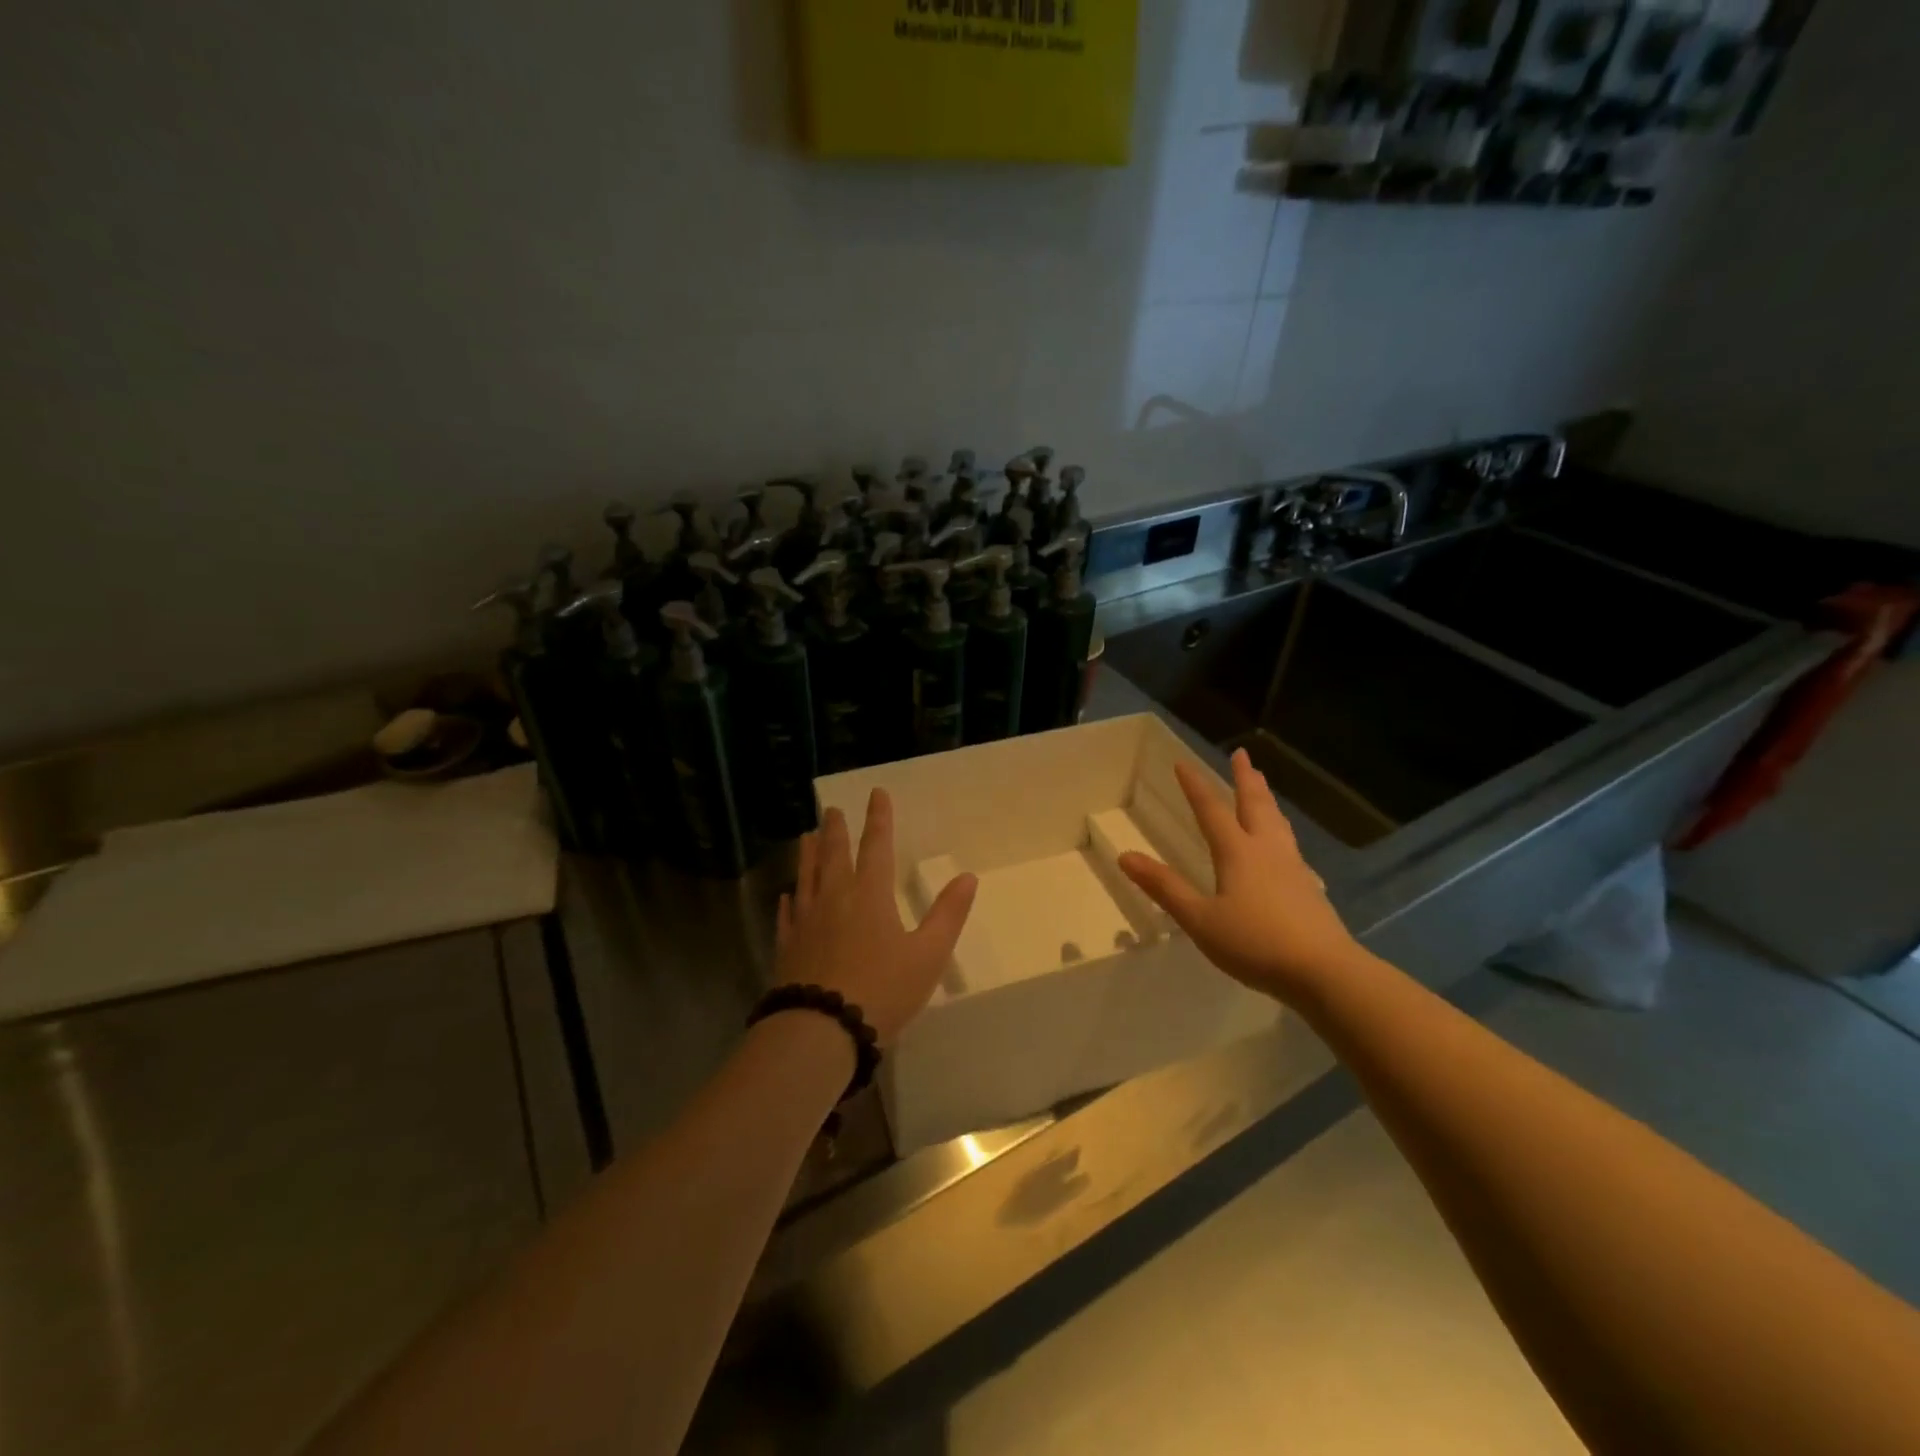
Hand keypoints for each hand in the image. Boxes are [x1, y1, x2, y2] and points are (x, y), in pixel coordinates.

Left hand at [775, 790, 977, 1045]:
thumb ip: (948, 915)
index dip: (879, 819)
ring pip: (806, 877)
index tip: (876, 793)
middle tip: (831, 809)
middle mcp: (835, 898)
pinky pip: (787, 915)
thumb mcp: (928, 955)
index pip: (876, 846)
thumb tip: (967, 877)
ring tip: (805, 836)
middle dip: (836, 830)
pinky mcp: (788, 946)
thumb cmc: (882, 990)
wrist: (821, 1029)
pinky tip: (785, 896)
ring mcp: (806, 921)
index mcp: (870, 894)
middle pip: (834, 855)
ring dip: (808, 854)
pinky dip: (788, 901)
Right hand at [1119, 748, 1363, 1006]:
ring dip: (1265, 798)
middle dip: (1245, 778)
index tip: (1183, 763)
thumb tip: (1125, 856)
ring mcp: (1292, 867)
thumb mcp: (1200, 919)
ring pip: (1277, 822)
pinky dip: (1280, 828)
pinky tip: (1283, 843)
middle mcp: (1267, 851)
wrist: (1324, 972)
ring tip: (1262, 786)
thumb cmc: (1255, 943)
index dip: (1195, 786)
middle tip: (1242, 754)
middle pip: (1255, 805)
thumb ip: (1165, 887)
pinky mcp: (1308, 888)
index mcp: (1237, 853)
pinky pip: (1289, 843)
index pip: (1211, 810)